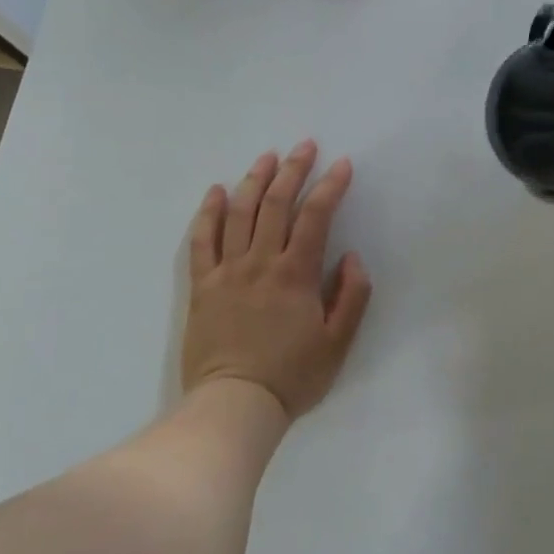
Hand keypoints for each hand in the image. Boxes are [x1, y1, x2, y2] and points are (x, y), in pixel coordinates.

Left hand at [183, 141, 372, 420]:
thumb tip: (352, 256)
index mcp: (295, 274)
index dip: (330, 186)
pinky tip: (216, 191)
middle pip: (275, 204)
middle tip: (304, 146)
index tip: (342, 164)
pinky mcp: (202, 285)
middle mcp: (260, 262)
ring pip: (239, 213)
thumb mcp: (338, 343)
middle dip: (292, 170)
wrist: (234, 406)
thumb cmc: (292, 376)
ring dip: (254, 180)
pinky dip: (208, 212)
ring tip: (267, 157)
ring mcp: (227, 271)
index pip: (315, 216)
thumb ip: (351, 296)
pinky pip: (201, 240)